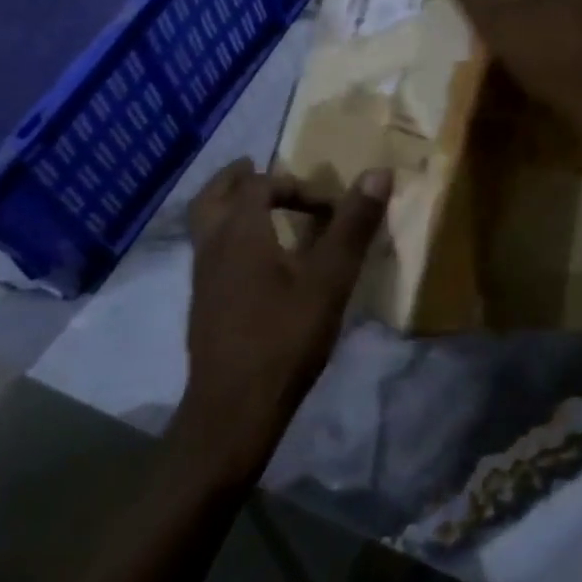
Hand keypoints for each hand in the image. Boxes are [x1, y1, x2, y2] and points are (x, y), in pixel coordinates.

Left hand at [170, 159, 390, 473]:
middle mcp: (213, 248)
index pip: (259, 185)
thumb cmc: (284, 339)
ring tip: (259, 210)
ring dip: (229, 207)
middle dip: (237, 179)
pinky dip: (228, 237)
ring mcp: (202, 279)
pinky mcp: (204, 305)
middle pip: (213, 197)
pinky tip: (255, 262)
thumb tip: (378, 172)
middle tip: (258, 169)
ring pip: (206, 226)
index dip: (295, 185)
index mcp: (240, 234)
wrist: (233, 411)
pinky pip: (210, 252)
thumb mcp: (329, 281)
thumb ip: (352, 226)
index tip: (328, 207)